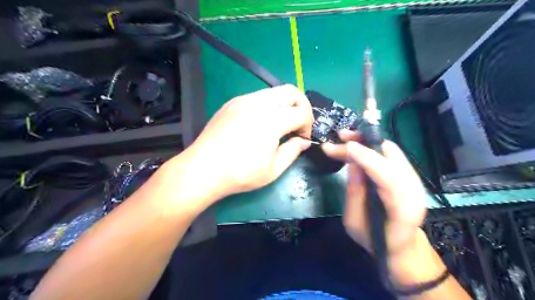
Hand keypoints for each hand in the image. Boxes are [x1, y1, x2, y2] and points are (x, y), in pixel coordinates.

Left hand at [179, 84, 313, 200]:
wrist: (203, 169)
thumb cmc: (241, 174)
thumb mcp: (273, 169)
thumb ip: (293, 151)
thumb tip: (304, 141)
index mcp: (272, 120)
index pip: (302, 113)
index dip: (308, 126)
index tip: (302, 139)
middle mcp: (258, 103)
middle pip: (291, 91)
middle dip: (302, 106)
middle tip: (298, 124)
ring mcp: (243, 100)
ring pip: (274, 92)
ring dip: (284, 105)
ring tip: (280, 125)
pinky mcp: (232, 102)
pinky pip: (258, 96)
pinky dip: (268, 106)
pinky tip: (261, 123)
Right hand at [322, 130, 426, 256]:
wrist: (401, 246)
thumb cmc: (375, 240)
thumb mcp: (354, 222)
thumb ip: (354, 192)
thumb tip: (352, 162)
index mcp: (402, 207)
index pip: (386, 174)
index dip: (365, 156)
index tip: (343, 146)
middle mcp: (414, 188)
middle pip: (391, 154)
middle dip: (364, 141)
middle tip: (340, 137)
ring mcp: (414, 179)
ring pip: (391, 150)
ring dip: (367, 140)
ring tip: (345, 138)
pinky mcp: (409, 174)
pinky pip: (390, 154)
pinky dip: (372, 146)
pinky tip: (357, 146)